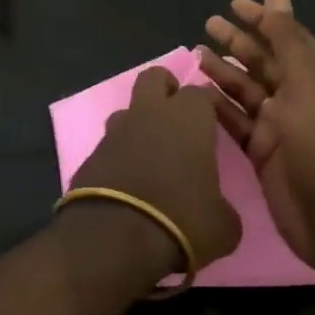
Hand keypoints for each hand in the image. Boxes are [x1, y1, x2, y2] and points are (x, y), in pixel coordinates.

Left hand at [66, 66, 241, 274]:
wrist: (115, 236)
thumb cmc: (181, 220)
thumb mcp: (223, 225)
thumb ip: (222, 206)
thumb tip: (216, 209)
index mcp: (188, 118)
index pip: (200, 92)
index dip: (207, 105)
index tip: (213, 122)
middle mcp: (150, 113)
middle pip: (154, 78)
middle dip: (166, 88)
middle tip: (177, 116)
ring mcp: (115, 130)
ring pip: (128, 110)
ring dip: (139, 124)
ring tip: (152, 154)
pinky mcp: (91, 153)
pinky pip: (110, 143)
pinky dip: (120, 154)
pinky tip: (128, 180)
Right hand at [200, 0, 314, 272]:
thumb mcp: (306, 84)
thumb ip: (288, 39)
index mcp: (313, 79)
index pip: (286, 38)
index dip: (263, 19)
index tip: (234, 3)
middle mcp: (295, 98)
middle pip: (262, 62)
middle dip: (237, 42)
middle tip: (208, 24)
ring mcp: (277, 127)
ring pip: (244, 91)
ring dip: (222, 71)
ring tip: (195, 54)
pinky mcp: (260, 152)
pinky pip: (234, 121)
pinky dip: (217, 106)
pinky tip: (196, 94)